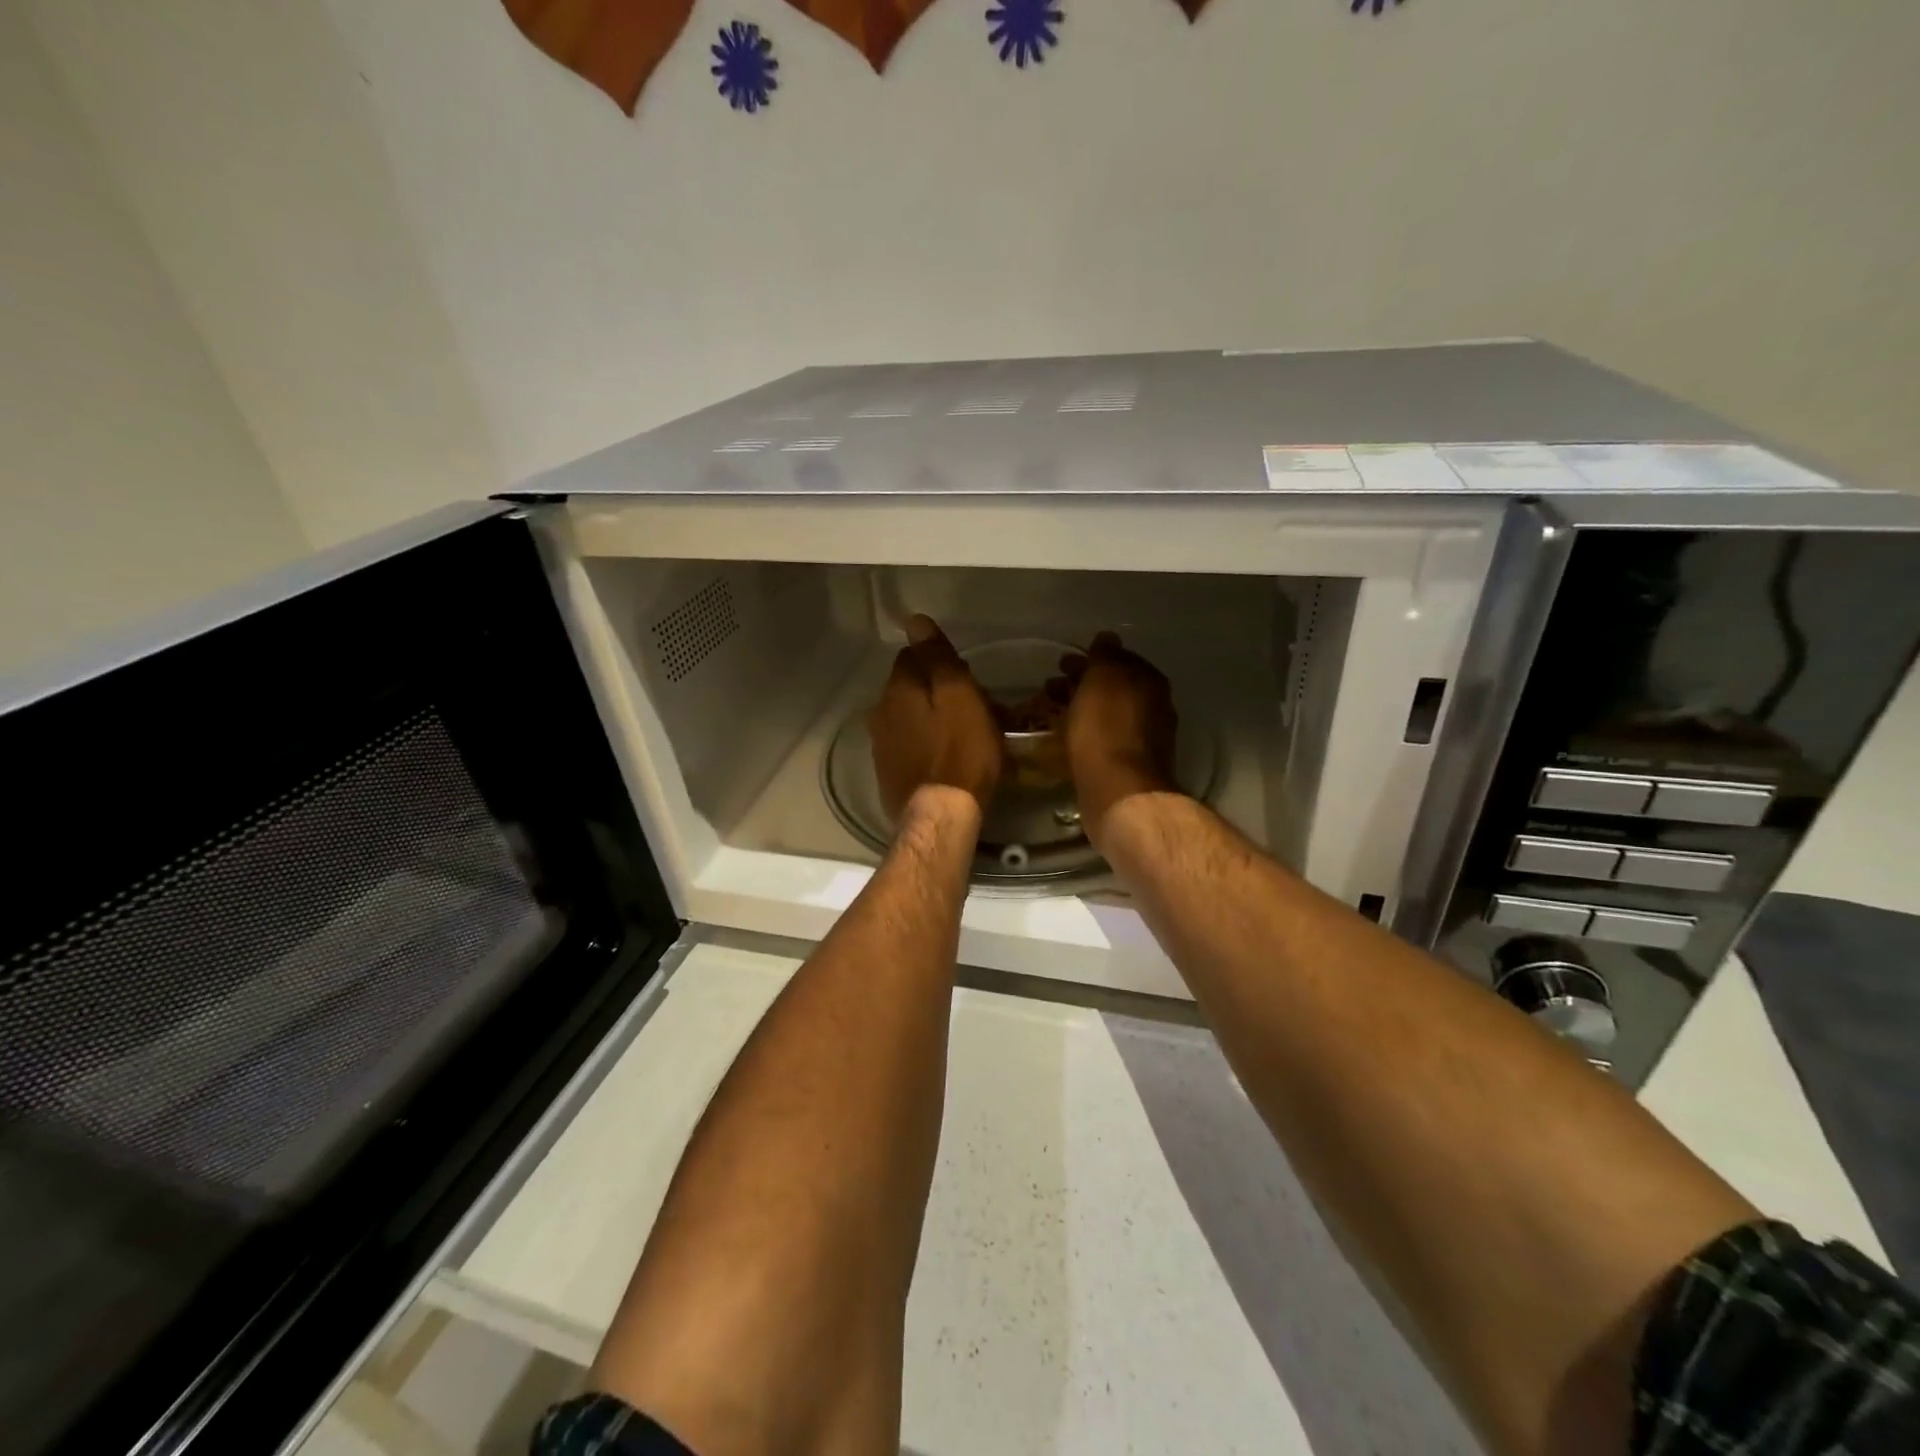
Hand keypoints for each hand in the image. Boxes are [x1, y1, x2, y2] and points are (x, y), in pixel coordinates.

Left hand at [868, 615, 1003, 824]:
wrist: (940, 814)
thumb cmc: (961, 751)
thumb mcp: (960, 696)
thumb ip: (937, 657)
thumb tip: (914, 620)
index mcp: (898, 688)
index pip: (912, 656)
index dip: (940, 662)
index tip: (966, 679)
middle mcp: (880, 711)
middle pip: (908, 687)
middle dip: (934, 690)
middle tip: (970, 707)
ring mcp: (880, 744)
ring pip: (906, 717)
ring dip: (927, 718)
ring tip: (960, 734)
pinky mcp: (887, 772)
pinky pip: (906, 745)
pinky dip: (922, 744)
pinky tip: (942, 758)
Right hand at [1059, 631, 1178, 843]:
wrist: (1119, 791)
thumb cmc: (1107, 728)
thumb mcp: (1103, 678)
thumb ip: (1105, 655)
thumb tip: (1108, 638)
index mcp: (1150, 681)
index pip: (1120, 659)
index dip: (1091, 658)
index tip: (1063, 663)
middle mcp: (1154, 706)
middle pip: (1112, 687)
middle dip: (1082, 683)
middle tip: (1050, 686)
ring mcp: (1143, 738)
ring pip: (1106, 713)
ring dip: (1079, 708)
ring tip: (1049, 712)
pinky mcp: (1128, 765)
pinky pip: (1102, 737)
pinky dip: (1083, 731)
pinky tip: (1064, 737)